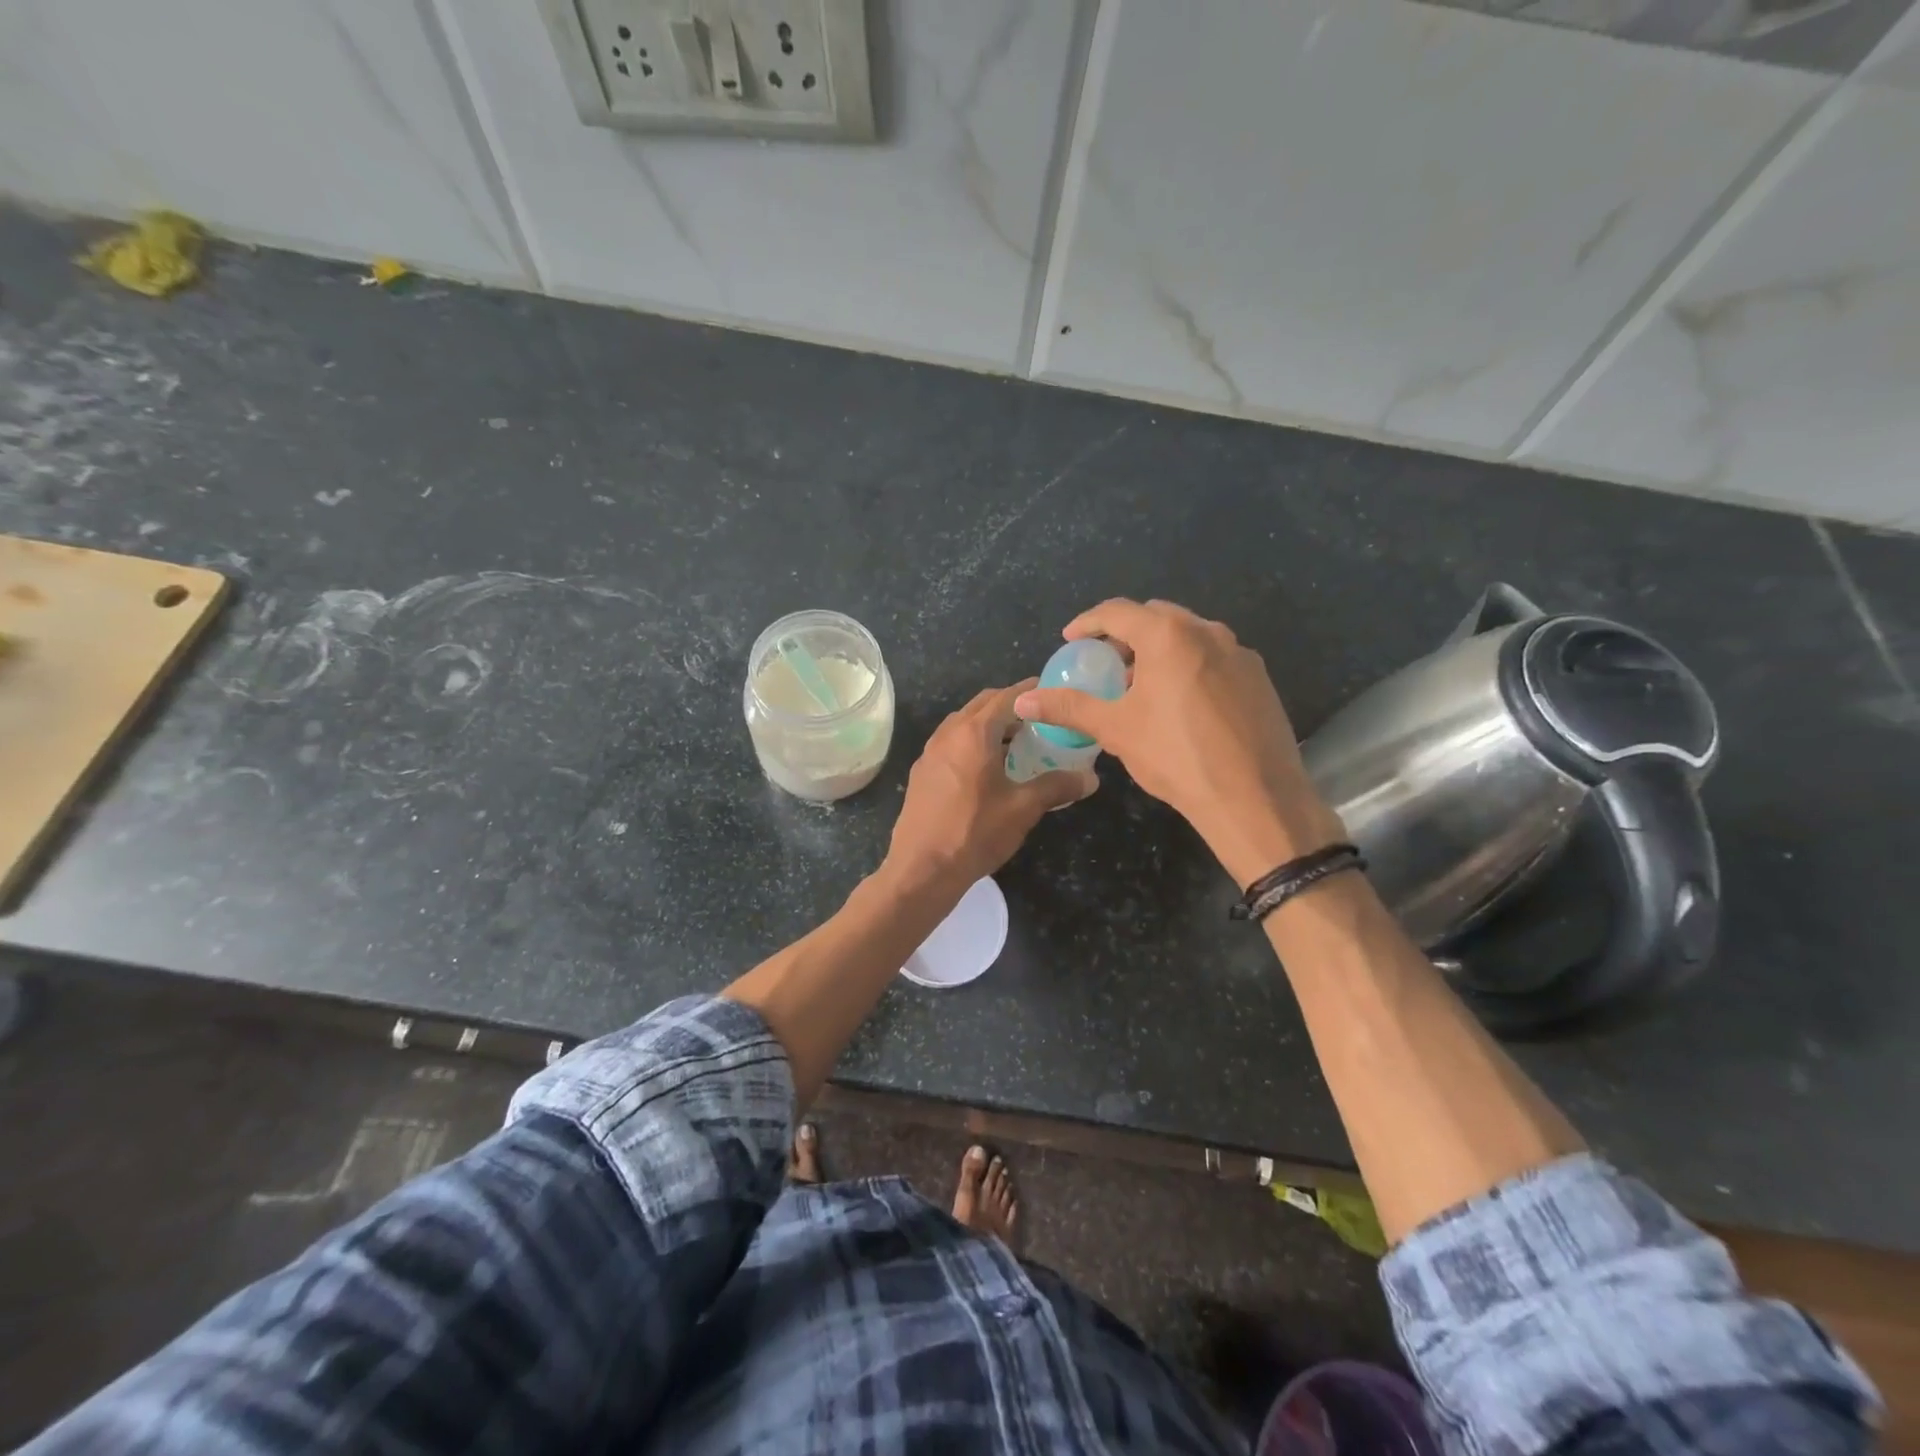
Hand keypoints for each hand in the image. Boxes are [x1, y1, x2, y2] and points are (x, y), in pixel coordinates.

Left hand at [885, 680, 1097, 889]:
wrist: (922, 869)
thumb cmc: (975, 832)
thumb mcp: (1023, 809)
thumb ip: (1057, 786)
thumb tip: (1090, 779)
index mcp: (973, 733)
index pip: (1006, 697)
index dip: (1029, 691)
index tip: (1051, 689)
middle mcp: (948, 733)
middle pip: (982, 704)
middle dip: (1009, 704)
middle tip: (1038, 716)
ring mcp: (930, 752)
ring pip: (963, 724)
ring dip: (989, 724)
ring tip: (1017, 740)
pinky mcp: (922, 773)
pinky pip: (951, 743)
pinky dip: (972, 742)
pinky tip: (987, 767)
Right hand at [1014, 599, 1343, 886]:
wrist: (1254, 798)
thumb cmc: (1176, 756)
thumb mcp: (1115, 729)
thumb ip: (1069, 707)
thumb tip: (1024, 701)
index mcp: (1169, 635)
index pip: (1118, 611)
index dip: (1088, 623)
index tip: (1070, 641)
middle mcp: (1208, 632)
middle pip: (1156, 617)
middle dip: (1125, 634)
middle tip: (1105, 663)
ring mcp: (1239, 653)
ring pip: (1189, 637)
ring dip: (1158, 650)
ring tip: (1140, 686)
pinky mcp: (1259, 679)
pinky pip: (1214, 658)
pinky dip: (1188, 666)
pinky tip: (1180, 704)